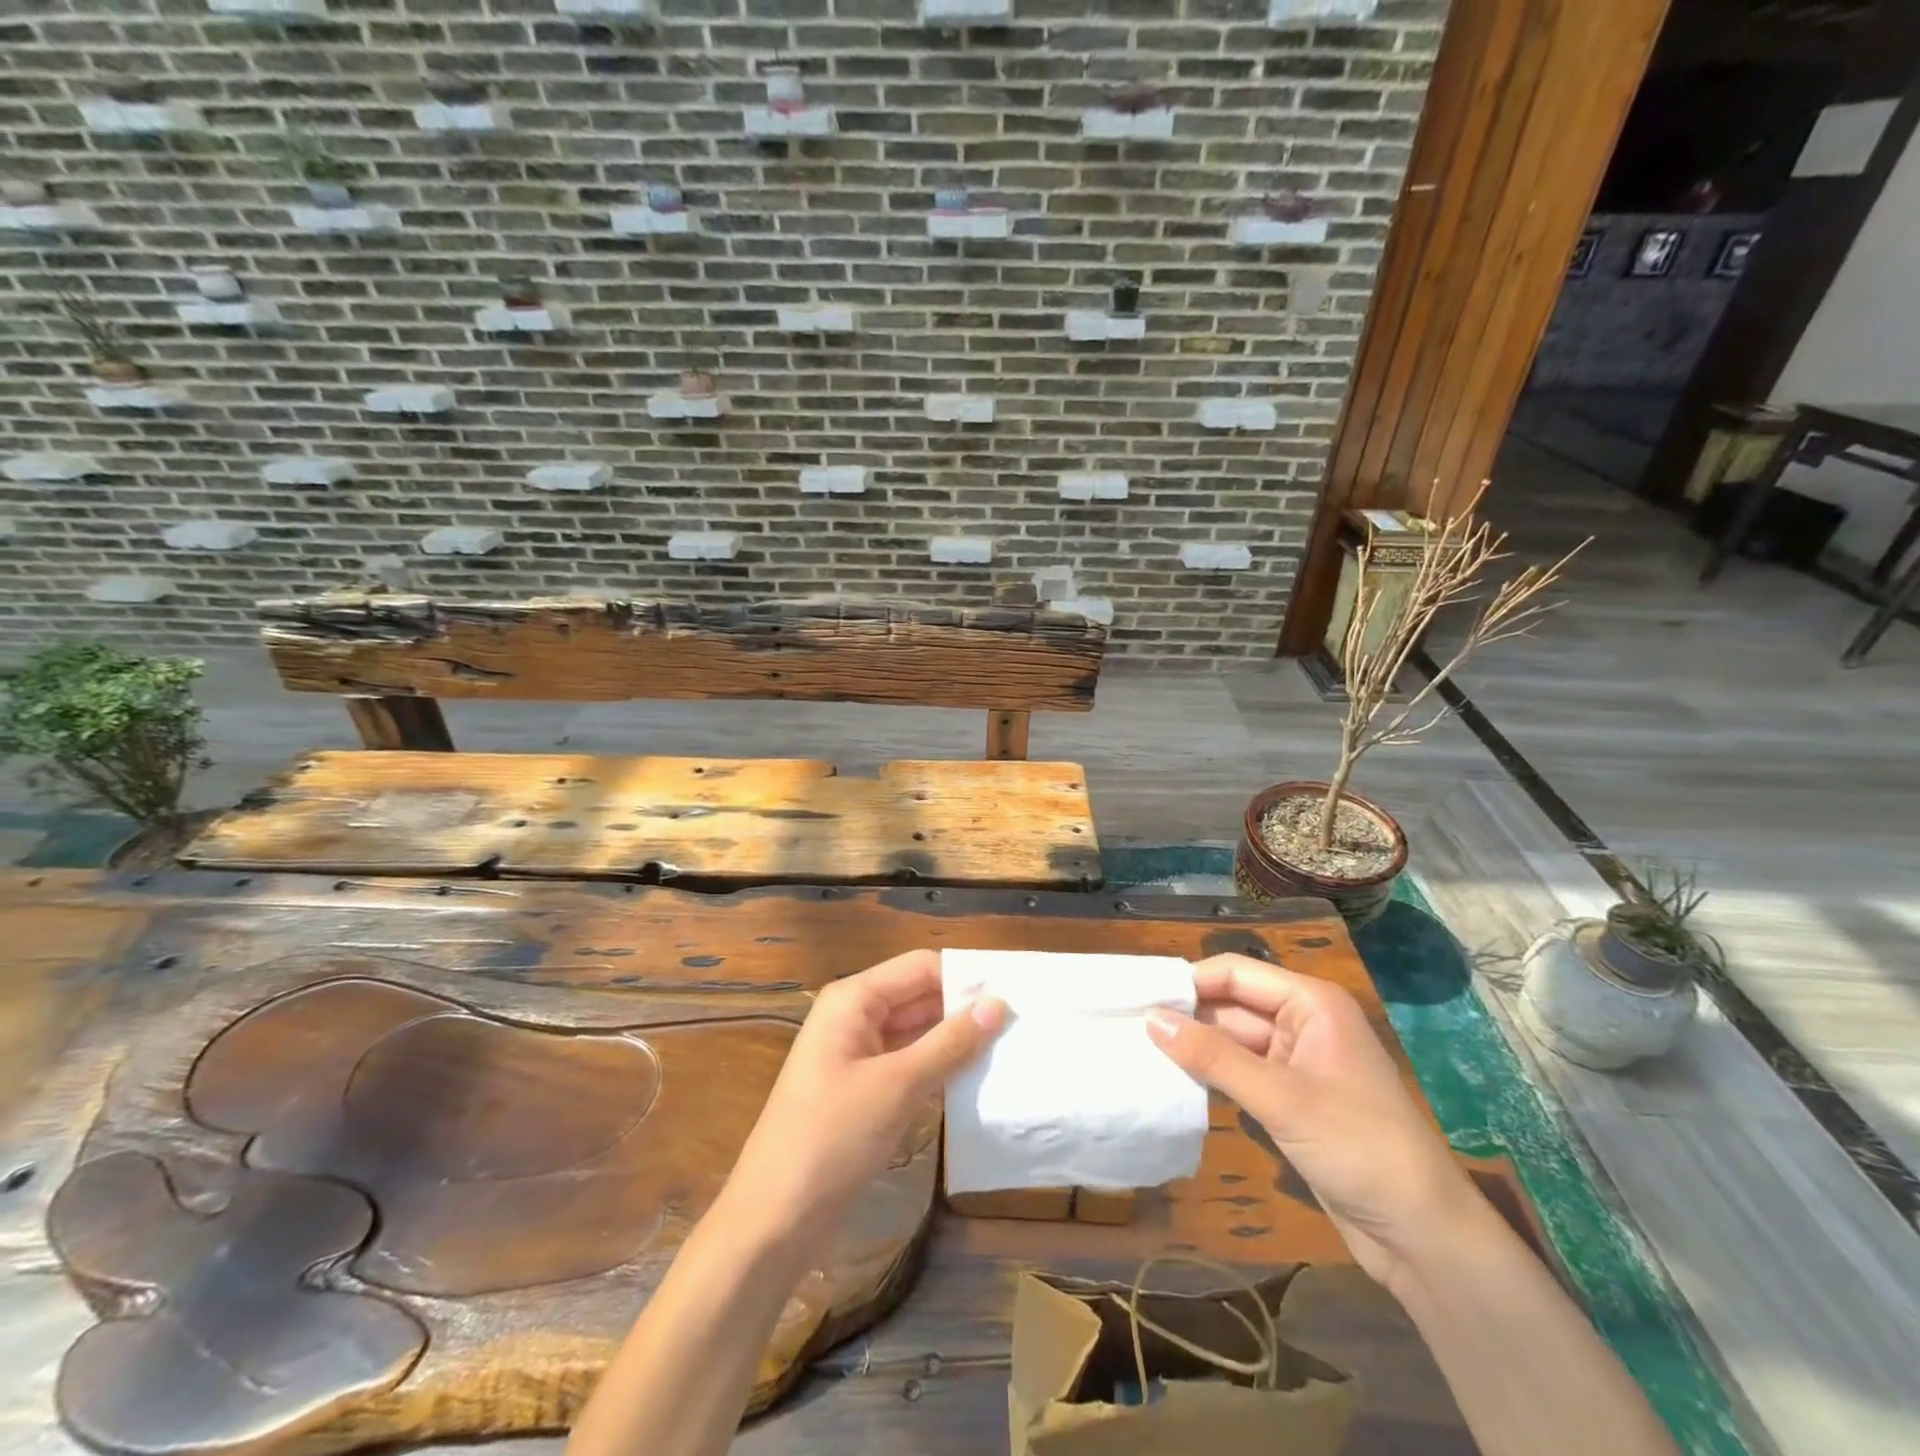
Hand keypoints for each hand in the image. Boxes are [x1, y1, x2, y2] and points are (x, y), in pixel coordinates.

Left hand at [722, 949, 1005, 1244]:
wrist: (773, 1222)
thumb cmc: (831, 1139)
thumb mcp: (896, 1087)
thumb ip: (949, 1043)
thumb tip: (998, 1004)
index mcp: (854, 999)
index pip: (921, 967)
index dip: (965, 976)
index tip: (1015, 992)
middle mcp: (855, 1016)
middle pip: (919, 995)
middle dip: (964, 1007)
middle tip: (1022, 1021)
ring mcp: (858, 1054)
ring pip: (917, 1030)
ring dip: (956, 1038)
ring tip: (1011, 1046)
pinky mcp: (864, 1089)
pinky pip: (909, 1062)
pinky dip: (940, 1066)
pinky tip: (977, 1077)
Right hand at [1147, 953, 1480, 1289]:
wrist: (1421, 1235)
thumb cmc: (1358, 1146)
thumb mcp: (1281, 1097)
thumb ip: (1213, 1056)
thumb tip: (1150, 1019)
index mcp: (1310, 1003)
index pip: (1237, 974)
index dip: (1189, 982)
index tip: (1138, 996)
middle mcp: (1302, 1023)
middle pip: (1232, 1005)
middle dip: (1187, 1015)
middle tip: (1129, 1024)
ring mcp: (1296, 1063)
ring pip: (1233, 1040)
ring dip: (1195, 1047)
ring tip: (1139, 1049)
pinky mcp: (1290, 1099)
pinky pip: (1241, 1073)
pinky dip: (1211, 1074)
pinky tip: (1174, 1079)